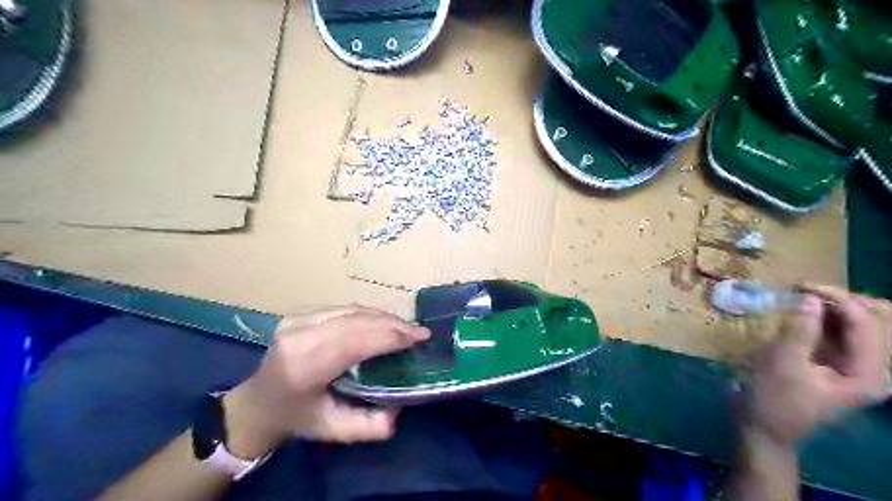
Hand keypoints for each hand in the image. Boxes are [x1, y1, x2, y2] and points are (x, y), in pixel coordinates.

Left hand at [219, 303, 428, 455]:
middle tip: (420, 332)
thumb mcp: (333, 429)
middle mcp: (298, 336)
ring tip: (406, 328)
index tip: (418, 338)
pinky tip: (384, 322)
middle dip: (393, 325)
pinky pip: (343, 308)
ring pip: (352, 310)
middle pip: (356, 321)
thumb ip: (368, 425)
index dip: (389, 337)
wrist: (257, 402)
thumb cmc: (297, 417)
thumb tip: (399, 408)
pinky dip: (368, 314)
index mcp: (303, 367)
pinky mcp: (299, 313)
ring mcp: (296, 320)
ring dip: (383, 317)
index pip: (354, 342)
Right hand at [740, 285, 891, 444]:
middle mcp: (868, 367)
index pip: (865, 325)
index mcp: (869, 374)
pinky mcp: (828, 360)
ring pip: (851, 324)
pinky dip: (818, 317)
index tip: (800, 285)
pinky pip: (833, 331)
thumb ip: (800, 330)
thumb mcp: (784, 364)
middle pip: (870, 322)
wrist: (761, 426)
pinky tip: (798, 309)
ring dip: (828, 306)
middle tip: (804, 287)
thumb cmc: (774, 399)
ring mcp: (849, 363)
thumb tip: (809, 298)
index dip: (837, 300)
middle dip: (840, 300)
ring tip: (798, 294)